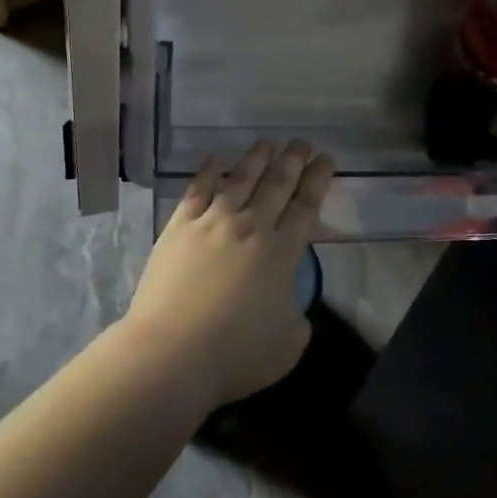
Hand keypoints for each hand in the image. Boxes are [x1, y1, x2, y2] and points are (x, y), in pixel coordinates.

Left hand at [121, 140, 333, 411]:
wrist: (170, 354)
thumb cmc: (234, 355)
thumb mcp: (288, 344)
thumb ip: (297, 316)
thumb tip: (289, 300)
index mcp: (281, 253)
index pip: (306, 206)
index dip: (318, 180)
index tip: (326, 159)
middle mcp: (251, 227)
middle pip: (277, 184)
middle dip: (293, 160)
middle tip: (302, 142)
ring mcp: (212, 222)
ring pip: (240, 180)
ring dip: (257, 158)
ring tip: (268, 142)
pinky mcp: (179, 227)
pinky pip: (197, 190)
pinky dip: (207, 172)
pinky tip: (214, 159)